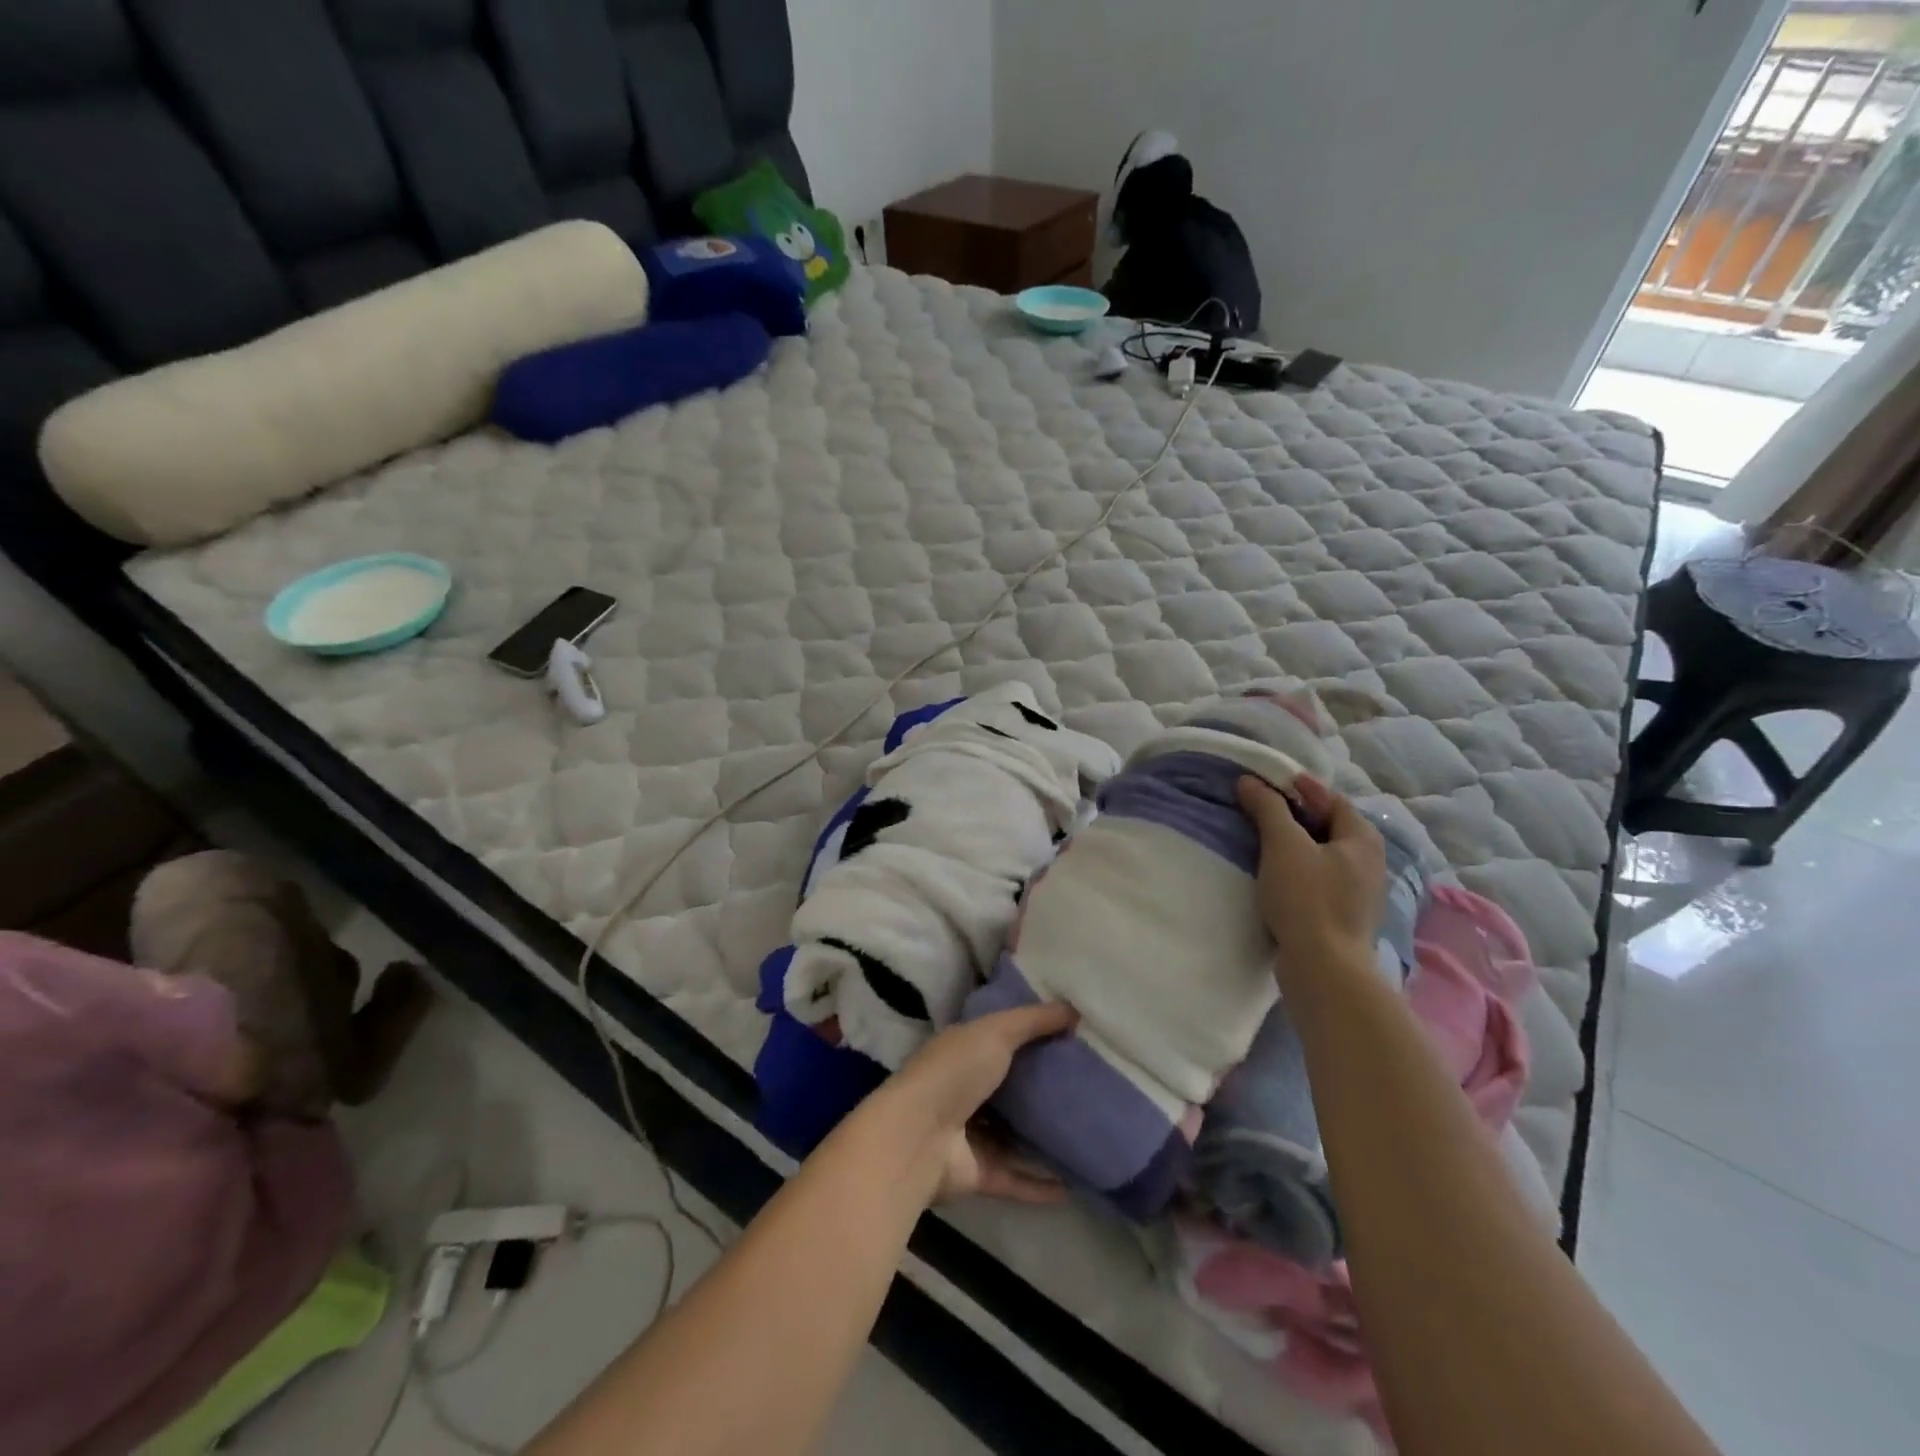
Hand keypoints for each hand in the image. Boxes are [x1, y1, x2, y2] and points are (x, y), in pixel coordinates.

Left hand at [878, 1002, 1077, 1204]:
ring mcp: (970, 1134)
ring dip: (1042, 1139)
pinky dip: (1041, 1184)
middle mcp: (964, 1091)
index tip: (1070, 1038)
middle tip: (1088, 1087)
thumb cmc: (955, 1072)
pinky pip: (1016, 1177)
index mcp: (962, 1052)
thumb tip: (1074, 1009)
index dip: (1030, 1036)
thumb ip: (1033, 1020)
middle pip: (1009, 1089)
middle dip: (1041, 1088)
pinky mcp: (978, 1174)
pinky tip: (1073, 1186)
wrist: (918, 1137)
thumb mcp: (996, 1032)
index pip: (998, 1039)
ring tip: (1086, 1136)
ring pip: (1012, 1136)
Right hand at [1237, 775, 1386, 980]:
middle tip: (1263, 809)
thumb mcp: (1283, 845)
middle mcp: (1370, 862)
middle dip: (1299, 815)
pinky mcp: (1345, 916)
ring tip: (1265, 841)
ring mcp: (1360, 892)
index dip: (1303, 788)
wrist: (1324, 968)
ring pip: (1326, 855)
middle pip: (1331, 826)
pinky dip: (1300, 869)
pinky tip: (1278, 876)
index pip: (1333, 799)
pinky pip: (1322, 879)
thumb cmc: (1307, 898)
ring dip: (1298, 844)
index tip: (1270, 782)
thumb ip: (1268, 809)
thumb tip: (1250, 781)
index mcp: (1363, 839)